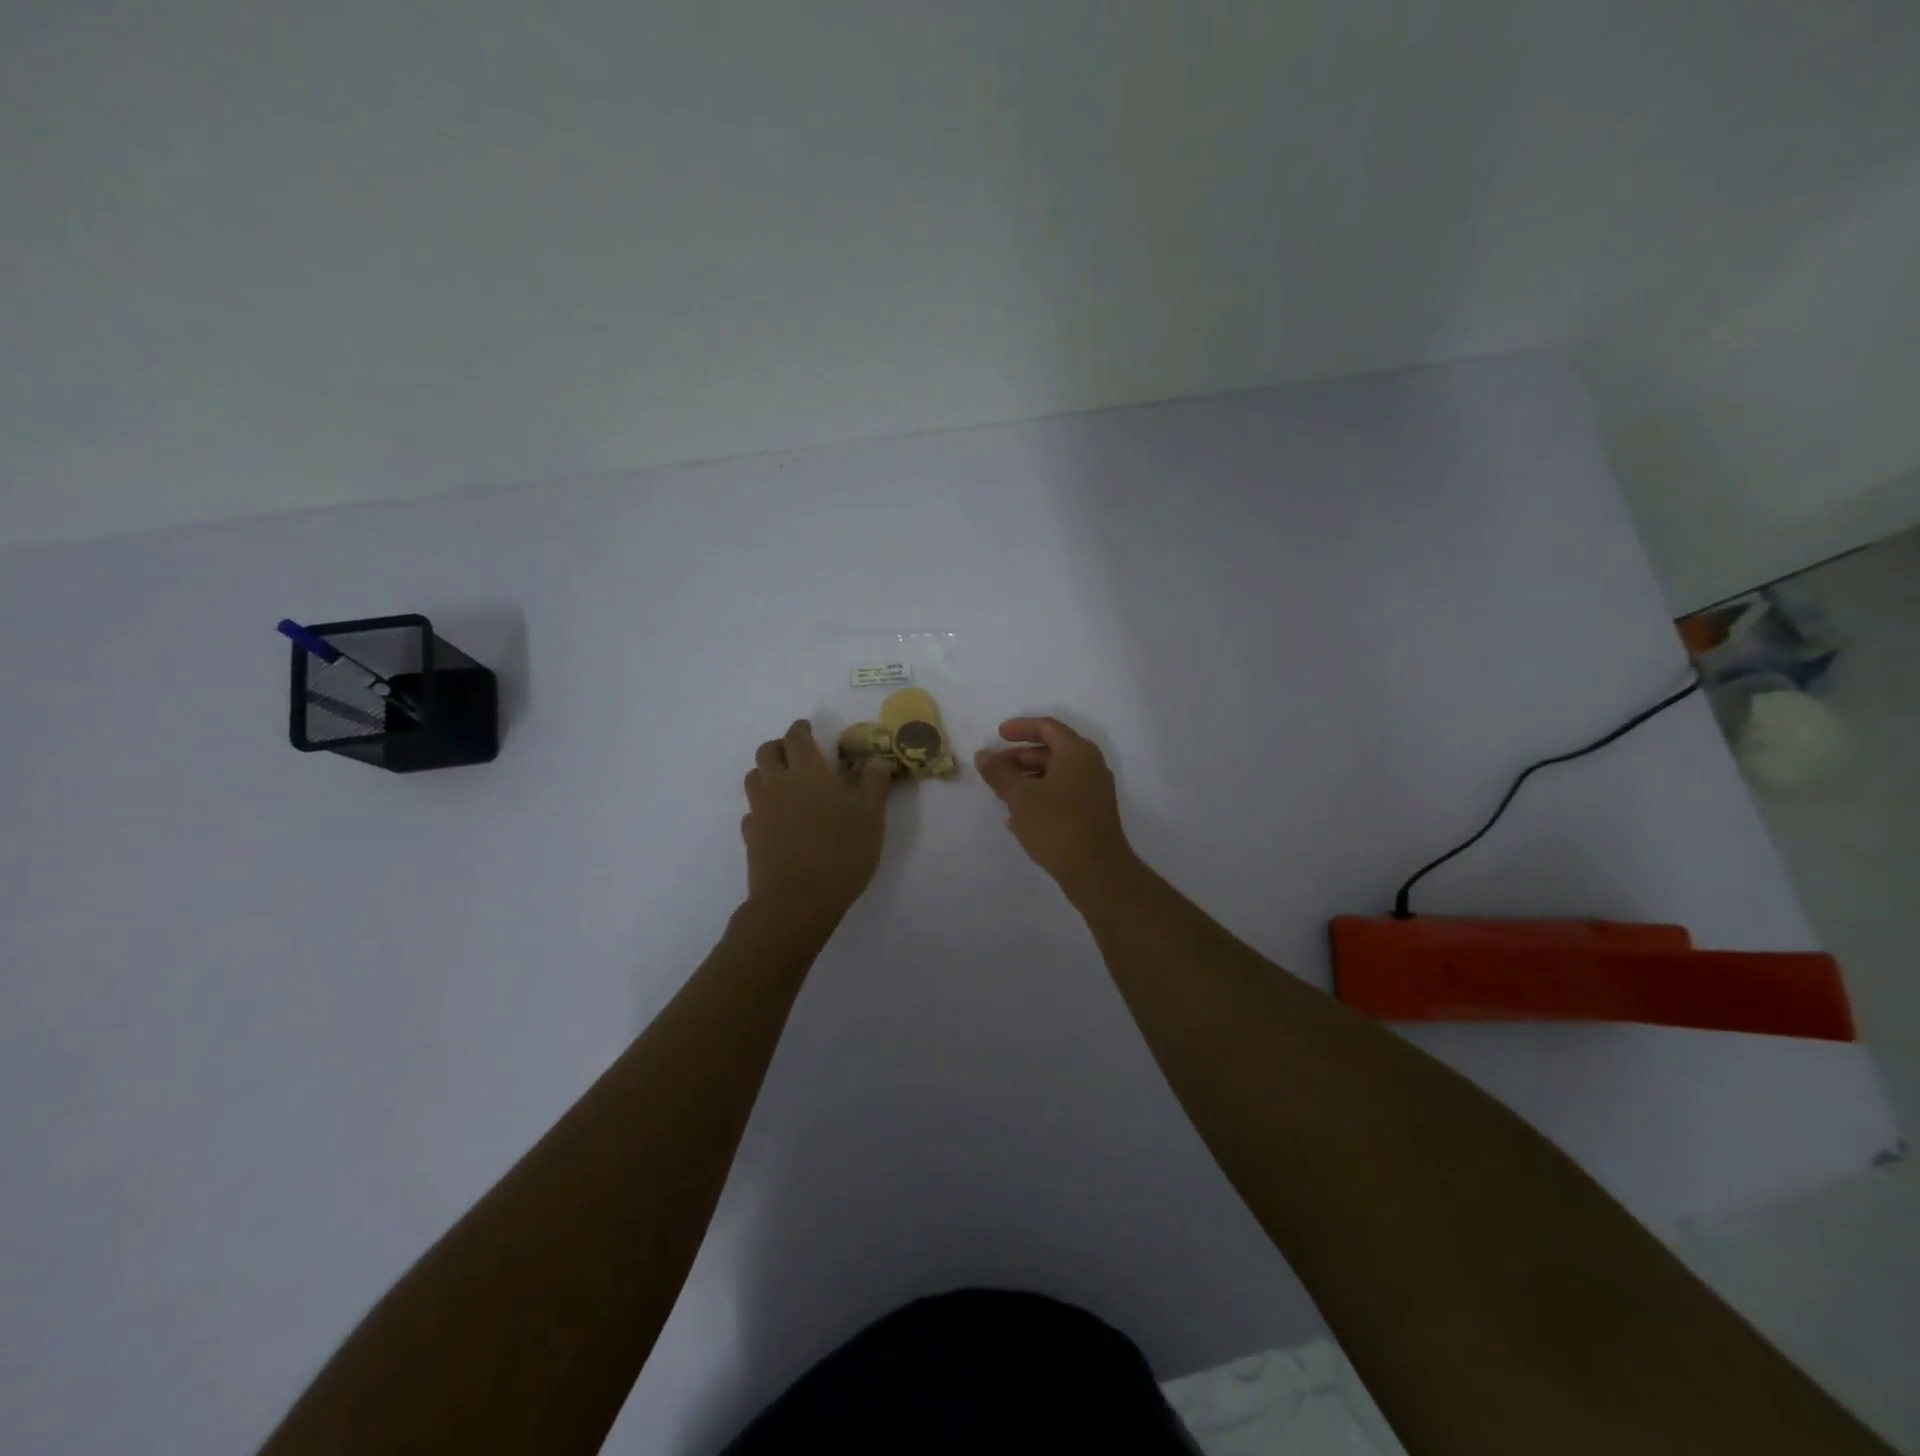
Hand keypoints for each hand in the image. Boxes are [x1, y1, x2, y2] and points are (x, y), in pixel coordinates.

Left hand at [742, 719, 892, 924]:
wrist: (796, 902)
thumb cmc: (840, 855)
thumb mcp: (871, 819)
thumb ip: (873, 785)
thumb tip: (875, 760)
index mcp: (808, 773)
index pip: (796, 737)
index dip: (801, 729)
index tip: (808, 729)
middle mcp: (778, 784)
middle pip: (767, 752)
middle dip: (780, 746)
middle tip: (796, 752)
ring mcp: (760, 810)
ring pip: (754, 777)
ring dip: (767, 772)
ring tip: (785, 782)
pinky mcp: (751, 835)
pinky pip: (752, 809)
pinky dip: (763, 805)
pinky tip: (777, 818)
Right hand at [975, 717, 1137, 902]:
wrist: (1097, 871)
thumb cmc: (1057, 825)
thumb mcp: (1020, 797)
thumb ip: (999, 773)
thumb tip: (983, 755)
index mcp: (1077, 752)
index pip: (1047, 727)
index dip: (1020, 728)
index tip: (998, 735)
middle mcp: (1090, 766)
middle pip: (1052, 750)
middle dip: (1020, 757)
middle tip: (994, 768)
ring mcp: (1094, 791)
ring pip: (1056, 774)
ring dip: (1028, 779)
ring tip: (1002, 793)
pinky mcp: (1092, 814)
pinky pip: (1062, 794)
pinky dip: (1040, 796)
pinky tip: (1018, 817)